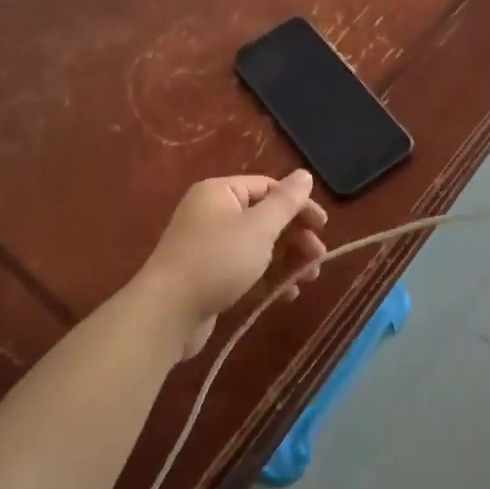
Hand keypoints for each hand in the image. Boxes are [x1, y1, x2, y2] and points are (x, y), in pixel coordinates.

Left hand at [133, 172, 327, 359]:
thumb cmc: (216, 261)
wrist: (166, 313)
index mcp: (220, 192)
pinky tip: (286, 295)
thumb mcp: (258, 228)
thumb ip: (286, 202)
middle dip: (295, 238)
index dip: (299, 205)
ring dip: (286, 261)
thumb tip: (304, 174)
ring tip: (307, 280)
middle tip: (318, 259)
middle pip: (264, 218)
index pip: (268, 188)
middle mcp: (212, 213)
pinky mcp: (208, 276)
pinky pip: (245, 269)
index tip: (323, 227)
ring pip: (257, 246)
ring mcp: (208, 246)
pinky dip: (267, 278)